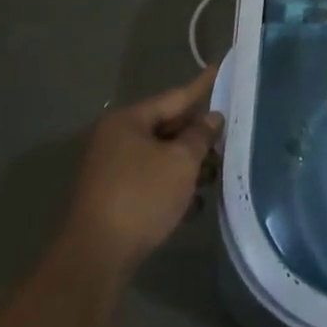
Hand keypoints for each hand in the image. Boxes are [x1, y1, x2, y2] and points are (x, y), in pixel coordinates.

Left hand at [60, 65, 223, 279]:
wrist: (97, 257)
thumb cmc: (141, 197)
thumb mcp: (180, 162)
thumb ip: (200, 136)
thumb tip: (212, 118)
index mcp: (129, 121)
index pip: (175, 97)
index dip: (202, 86)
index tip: (219, 69)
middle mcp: (118, 139)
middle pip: (168, 127)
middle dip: (199, 134)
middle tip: (229, 132)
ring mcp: (114, 170)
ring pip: (162, 156)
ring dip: (189, 163)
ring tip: (218, 171)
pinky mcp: (116, 197)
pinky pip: (153, 180)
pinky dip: (174, 185)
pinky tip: (196, 201)